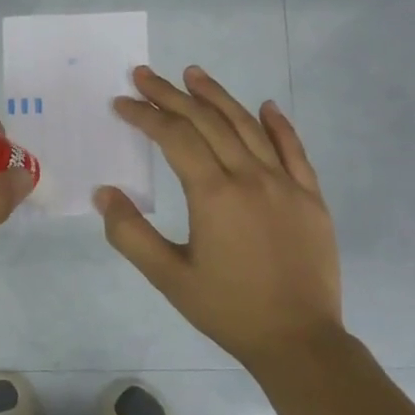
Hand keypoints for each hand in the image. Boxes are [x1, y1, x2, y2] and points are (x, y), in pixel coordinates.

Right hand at [96, 65, 344, 372]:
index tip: (122, 102)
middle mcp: (250, 176)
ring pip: (248, 126)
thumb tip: (103, 193)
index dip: (146, 115)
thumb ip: (130, 234)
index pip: (174, 138)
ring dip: (218, 97)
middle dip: (172, 95)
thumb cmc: (228, 309)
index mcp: (214, 193)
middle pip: (208, 122)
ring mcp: (286, 183)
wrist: (298, 340)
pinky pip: (294, 149)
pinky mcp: (310, 196)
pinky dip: (278, 124)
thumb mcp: (168, 278)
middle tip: (146, 75)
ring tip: (194, 74)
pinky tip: (265, 106)